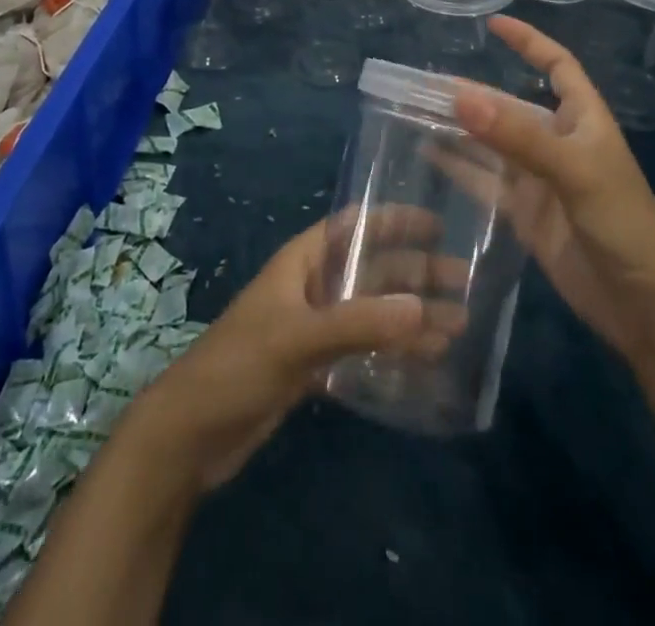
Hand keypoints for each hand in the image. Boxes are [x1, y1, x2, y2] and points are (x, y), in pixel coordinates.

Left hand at [135, 218, 447, 490]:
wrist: (192, 434)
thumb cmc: (239, 365)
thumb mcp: (298, 338)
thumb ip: (360, 324)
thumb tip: (425, 309)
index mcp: (301, 261)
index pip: (352, 226)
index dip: (392, 219)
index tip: (436, 223)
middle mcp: (311, 286)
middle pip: (371, 270)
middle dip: (415, 274)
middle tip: (463, 282)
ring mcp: (313, 327)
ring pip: (372, 311)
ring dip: (411, 317)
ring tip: (458, 326)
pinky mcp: (314, 366)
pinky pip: (364, 348)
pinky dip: (393, 351)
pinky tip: (425, 361)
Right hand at [448, 15, 654, 361]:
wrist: (647, 307)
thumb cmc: (624, 224)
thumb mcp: (575, 173)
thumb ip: (518, 137)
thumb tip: (461, 98)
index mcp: (583, 119)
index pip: (556, 66)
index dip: (529, 42)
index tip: (493, 25)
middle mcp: (559, 142)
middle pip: (511, 106)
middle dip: (474, 93)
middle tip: (423, 84)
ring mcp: (540, 180)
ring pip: (493, 143)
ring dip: (460, 129)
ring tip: (415, 112)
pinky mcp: (525, 214)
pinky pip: (486, 182)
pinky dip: (459, 167)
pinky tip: (429, 154)